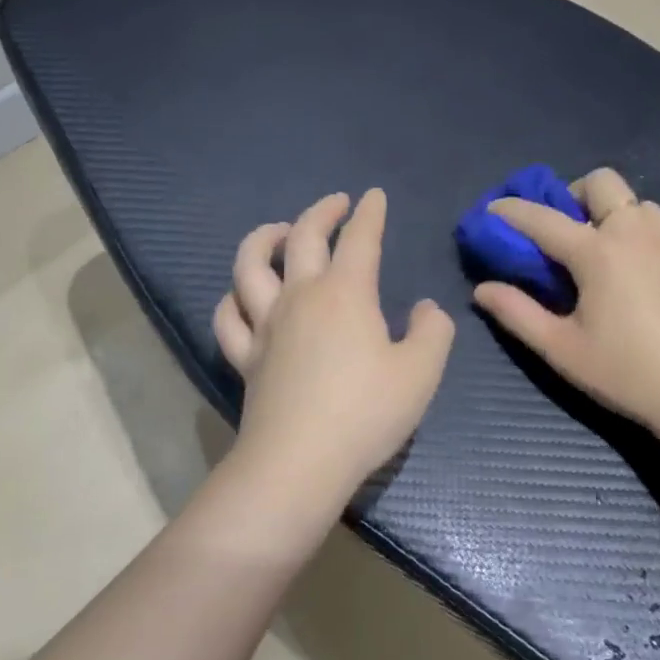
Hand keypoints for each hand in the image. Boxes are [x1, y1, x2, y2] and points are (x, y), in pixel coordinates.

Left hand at [214, 189, 454, 508]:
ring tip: (277, 230)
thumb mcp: (420, 372)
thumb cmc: (366, 413)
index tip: (374, 197)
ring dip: (262, 238)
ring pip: (249, 265)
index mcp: (345, 293)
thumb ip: (432, 332)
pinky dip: (232, 298)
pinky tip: (240, 296)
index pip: (360, 239)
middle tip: (336, 203)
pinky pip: (228, 317)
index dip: (370, 214)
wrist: (299, 463)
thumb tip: (424, 308)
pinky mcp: (245, 357)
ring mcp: (266, 325)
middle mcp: (300, 297)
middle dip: (321, 212)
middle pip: (302, 237)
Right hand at [472, 167, 659, 436]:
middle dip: (575, 195)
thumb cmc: (627, 373)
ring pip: (640, 204)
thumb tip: (482, 289)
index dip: (512, 211)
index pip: (543, 219)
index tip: (492, 209)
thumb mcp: (562, 349)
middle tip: (568, 232)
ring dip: (616, 215)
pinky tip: (647, 280)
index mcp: (598, 253)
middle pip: (602, 182)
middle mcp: (638, 233)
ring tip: (610, 255)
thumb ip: (517, 313)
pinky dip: (647, 240)